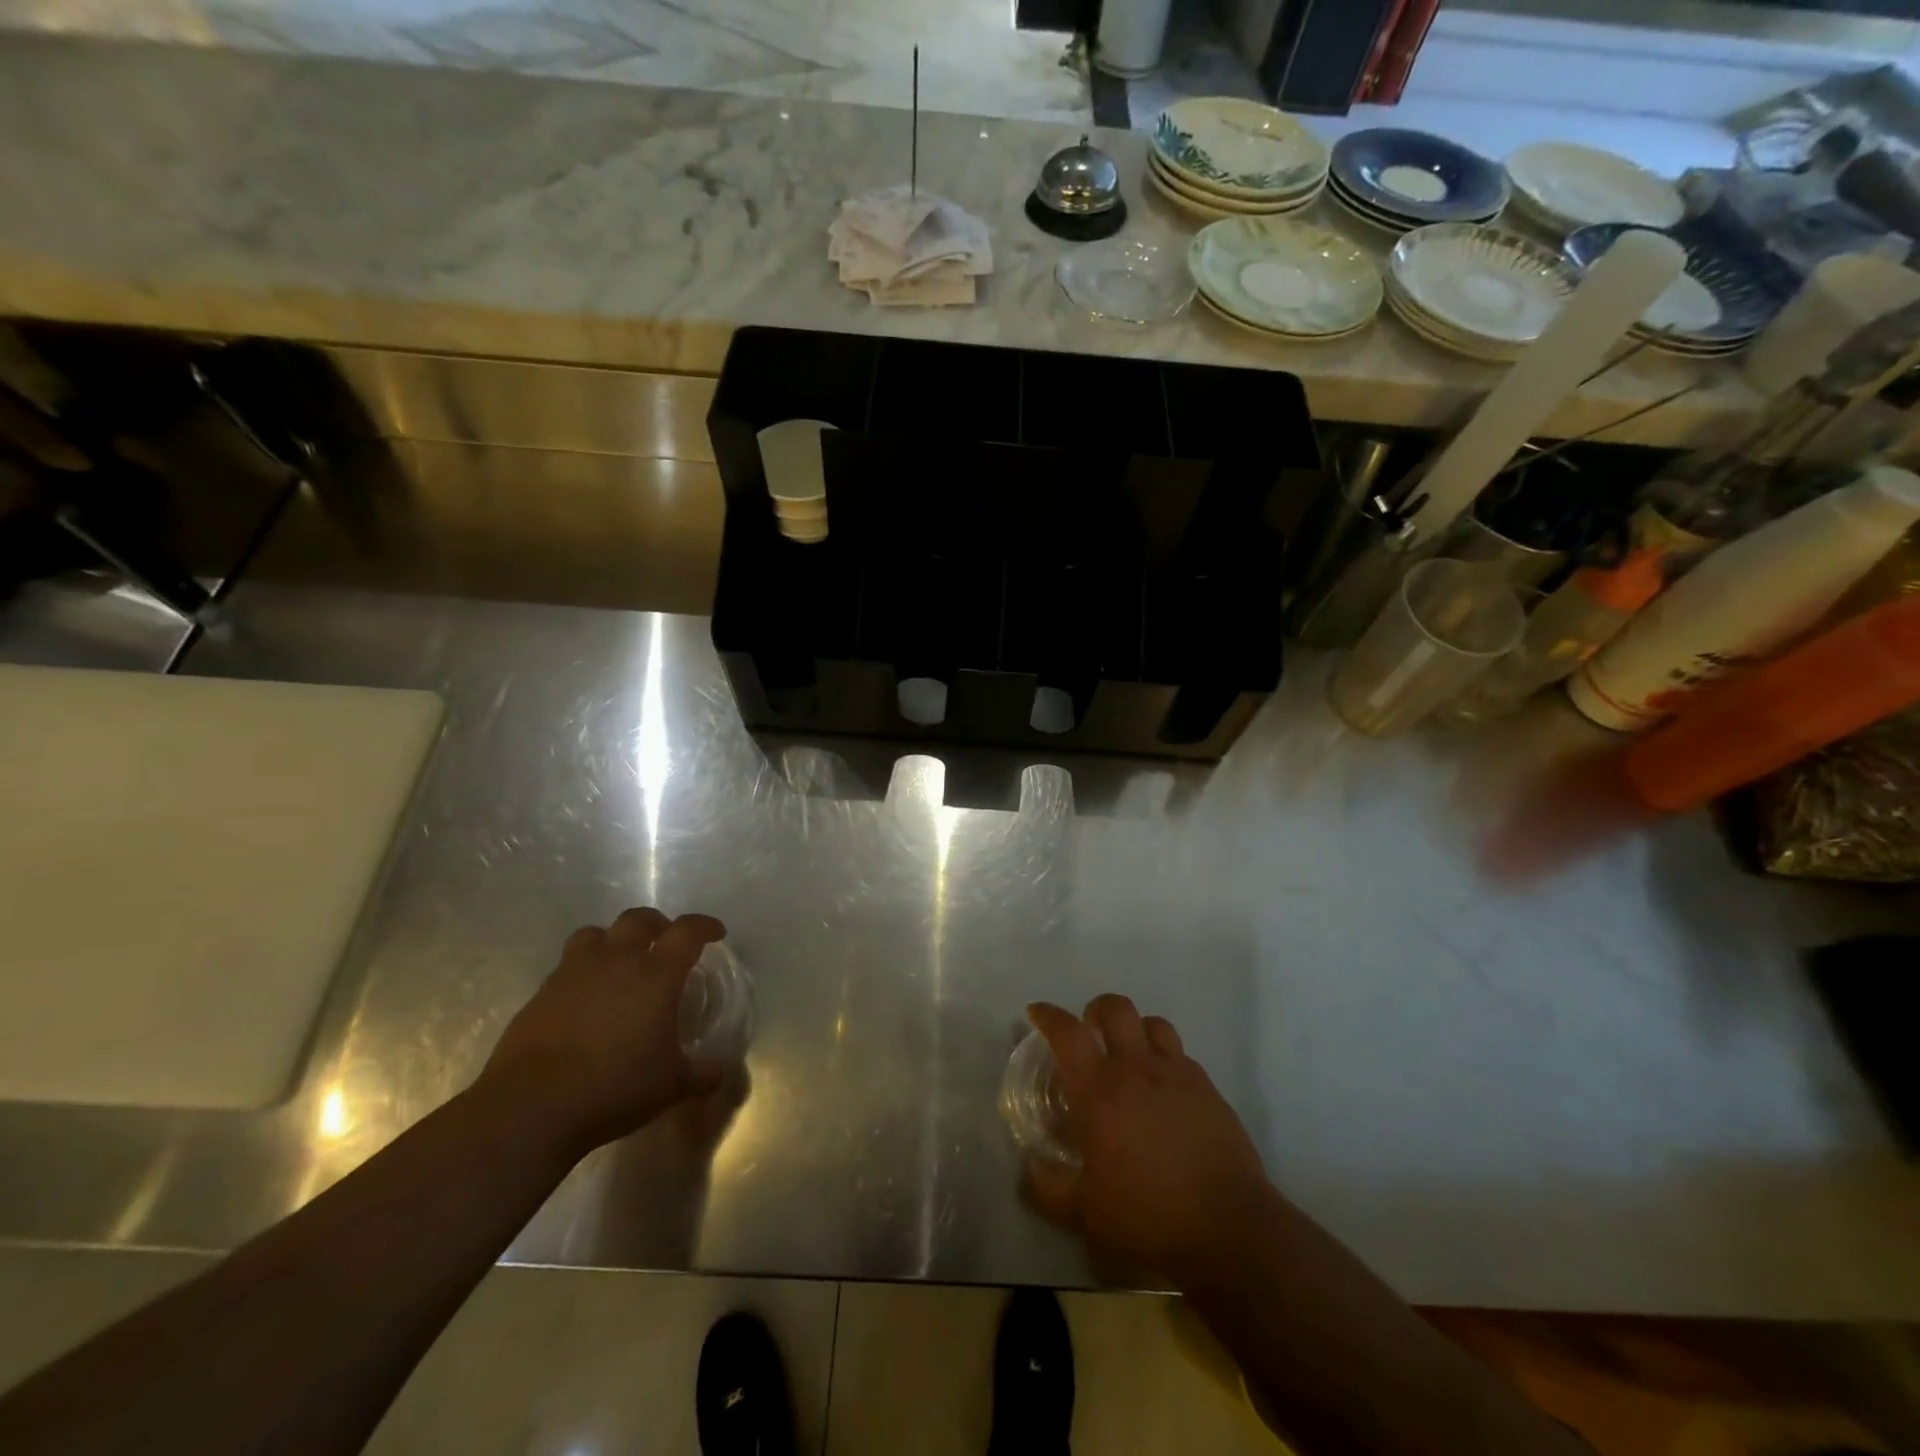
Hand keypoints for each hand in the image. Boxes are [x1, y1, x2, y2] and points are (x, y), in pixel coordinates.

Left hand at [479, 908, 726, 1158]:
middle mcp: (616, 962)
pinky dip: (582, 972)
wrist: (531, 1108)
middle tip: (665, 941)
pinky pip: (566, 966)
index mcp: (655, 975)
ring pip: (595, 934)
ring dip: (612, 940)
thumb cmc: (614, 1088)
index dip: (704, 926)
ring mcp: (573, 974)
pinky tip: (586, 999)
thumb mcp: (671, 1086)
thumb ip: (701, 1073)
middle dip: (657, 924)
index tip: (716, 933)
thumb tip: (721, 1070)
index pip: (687, 932)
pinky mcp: (541, 994)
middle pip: (638, 920)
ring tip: (620, 960)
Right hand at [1026, 996, 1277, 1286]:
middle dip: (1097, 1010)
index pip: (1068, 1034)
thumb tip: (1030, 1169)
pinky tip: (1165, 1089)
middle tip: (1090, 1031)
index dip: (1049, 1016)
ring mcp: (1178, 1074)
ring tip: (1130, 1053)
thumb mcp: (1085, 1214)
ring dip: (1135, 1029)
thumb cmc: (1148, 1217)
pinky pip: (1182, 1055)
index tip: (1037, 1012)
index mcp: (1100, 1091)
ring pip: (1153, 1023)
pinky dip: (1166, 1059)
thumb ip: (1049, 1189)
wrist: (1229, 1229)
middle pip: (1116, 1008)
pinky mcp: (1209, 1089)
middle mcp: (1137, 1069)